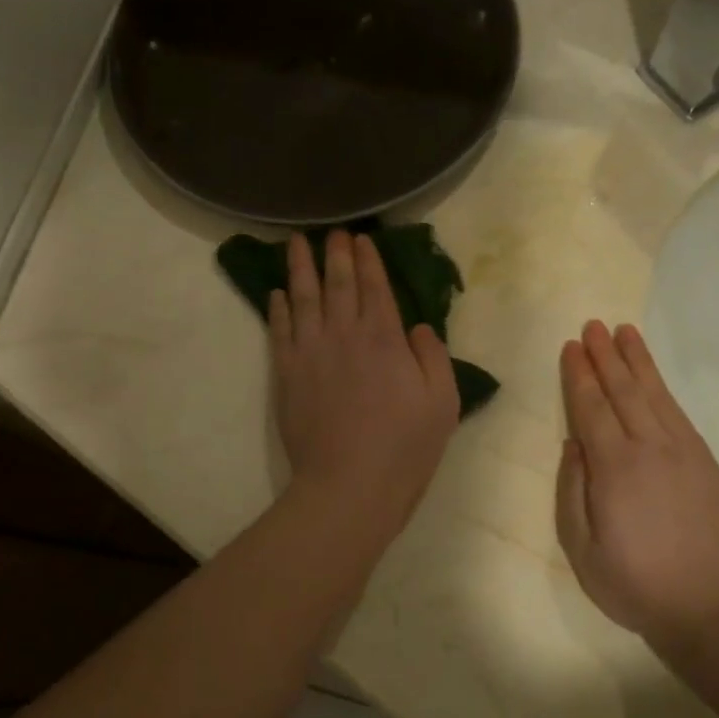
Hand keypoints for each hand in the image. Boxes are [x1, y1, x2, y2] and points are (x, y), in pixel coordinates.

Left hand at [271, 231, 459, 537]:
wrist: (349, 484)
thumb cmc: (404, 447)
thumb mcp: (442, 402)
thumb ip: (432, 356)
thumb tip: (416, 326)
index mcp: (385, 338)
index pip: (375, 287)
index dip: (367, 260)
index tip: (360, 239)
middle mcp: (344, 334)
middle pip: (337, 284)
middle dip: (335, 254)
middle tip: (331, 232)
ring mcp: (310, 352)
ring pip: (303, 299)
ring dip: (299, 269)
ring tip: (295, 244)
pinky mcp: (287, 374)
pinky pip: (280, 331)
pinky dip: (277, 308)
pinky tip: (276, 294)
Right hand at [556, 321, 718, 653]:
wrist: (717, 610)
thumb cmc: (638, 585)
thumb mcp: (583, 550)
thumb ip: (572, 491)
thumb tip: (572, 444)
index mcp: (614, 468)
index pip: (591, 409)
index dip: (579, 376)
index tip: (570, 347)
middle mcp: (649, 449)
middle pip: (623, 391)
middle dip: (605, 357)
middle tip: (592, 326)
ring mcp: (683, 453)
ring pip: (654, 395)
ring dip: (637, 362)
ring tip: (624, 333)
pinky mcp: (707, 463)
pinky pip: (679, 413)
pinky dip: (663, 388)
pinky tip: (654, 378)